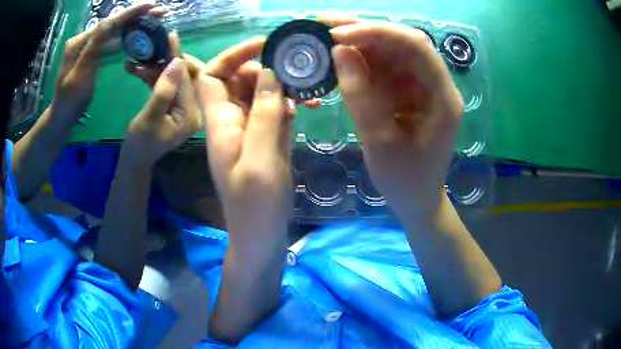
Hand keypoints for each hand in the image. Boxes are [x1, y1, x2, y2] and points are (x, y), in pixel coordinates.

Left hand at [52, 2, 165, 123]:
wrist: (61, 117)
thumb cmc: (69, 101)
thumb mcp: (78, 77)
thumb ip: (91, 50)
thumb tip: (109, 24)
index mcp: (79, 43)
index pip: (107, 24)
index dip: (129, 13)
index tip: (151, 5)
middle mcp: (84, 40)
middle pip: (113, 24)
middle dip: (136, 16)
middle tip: (159, 11)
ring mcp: (89, 47)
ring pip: (114, 32)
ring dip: (134, 24)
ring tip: (154, 19)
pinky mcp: (93, 55)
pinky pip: (112, 42)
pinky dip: (127, 37)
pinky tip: (138, 34)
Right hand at [122, 57, 200, 167]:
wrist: (133, 162)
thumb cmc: (139, 145)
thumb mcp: (149, 118)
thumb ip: (163, 90)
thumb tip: (176, 61)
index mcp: (193, 114)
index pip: (188, 79)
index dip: (178, 57)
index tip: (170, 38)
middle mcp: (193, 109)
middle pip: (184, 75)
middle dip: (167, 60)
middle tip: (154, 46)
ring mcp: (183, 107)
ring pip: (173, 78)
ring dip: (155, 68)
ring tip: (138, 60)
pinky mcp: (172, 106)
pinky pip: (165, 85)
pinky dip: (152, 77)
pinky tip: (136, 69)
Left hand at [196, 37, 291, 256]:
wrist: (261, 236)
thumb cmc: (256, 206)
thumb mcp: (259, 160)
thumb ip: (263, 115)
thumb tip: (269, 73)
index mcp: (220, 124)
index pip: (212, 76)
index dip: (232, 56)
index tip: (263, 46)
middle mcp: (231, 122)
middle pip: (238, 80)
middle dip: (264, 69)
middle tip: (296, 71)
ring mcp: (249, 131)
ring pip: (259, 94)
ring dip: (281, 85)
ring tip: (308, 88)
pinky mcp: (265, 141)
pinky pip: (272, 111)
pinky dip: (287, 104)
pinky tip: (306, 108)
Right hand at [326, 17, 463, 220]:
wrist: (416, 199)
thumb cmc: (405, 180)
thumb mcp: (380, 143)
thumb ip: (360, 95)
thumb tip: (339, 52)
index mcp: (442, 97)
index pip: (415, 47)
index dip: (378, 33)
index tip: (338, 35)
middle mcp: (433, 84)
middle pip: (402, 43)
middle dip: (364, 30)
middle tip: (324, 24)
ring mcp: (419, 86)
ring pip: (389, 51)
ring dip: (358, 40)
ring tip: (323, 35)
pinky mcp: (405, 92)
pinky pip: (382, 67)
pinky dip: (358, 59)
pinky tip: (336, 55)